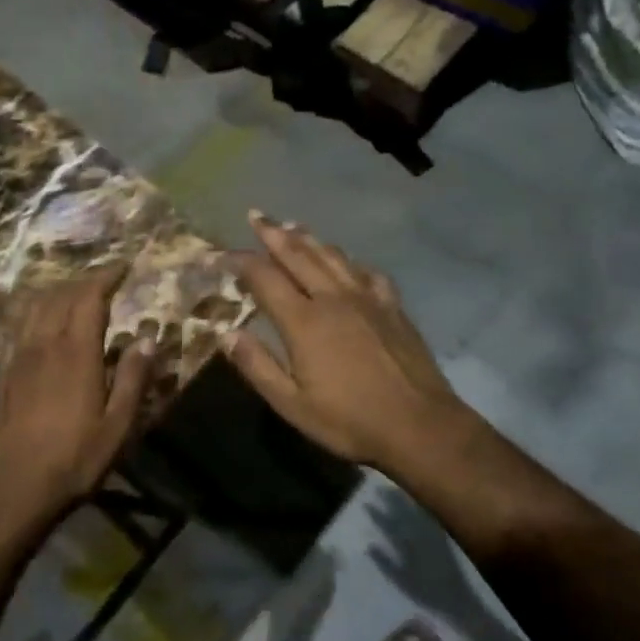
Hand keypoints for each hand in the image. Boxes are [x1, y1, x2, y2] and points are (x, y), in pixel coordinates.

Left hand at [0, 265, 152, 526]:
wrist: (10, 489)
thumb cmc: (73, 460)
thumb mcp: (117, 426)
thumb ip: (133, 378)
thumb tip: (148, 337)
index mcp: (76, 352)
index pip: (89, 298)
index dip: (106, 277)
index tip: (123, 267)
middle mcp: (44, 345)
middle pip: (60, 296)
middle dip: (84, 281)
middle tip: (104, 280)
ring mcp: (18, 358)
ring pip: (35, 308)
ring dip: (57, 292)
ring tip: (75, 294)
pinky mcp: (3, 375)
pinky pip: (20, 327)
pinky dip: (36, 313)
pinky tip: (43, 326)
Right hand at [225, 213, 474, 475]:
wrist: (419, 425)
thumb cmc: (349, 420)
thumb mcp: (291, 404)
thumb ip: (257, 365)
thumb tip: (225, 333)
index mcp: (304, 321)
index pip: (264, 277)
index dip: (239, 261)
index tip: (220, 254)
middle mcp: (333, 298)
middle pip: (298, 255)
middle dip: (273, 233)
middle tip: (256, 215)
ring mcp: (367, 298)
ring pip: (332, 257)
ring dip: (309, 239)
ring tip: (293, 226)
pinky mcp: (392, 306)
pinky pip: (367, 273)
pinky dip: (350, 262)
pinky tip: (347, 263)